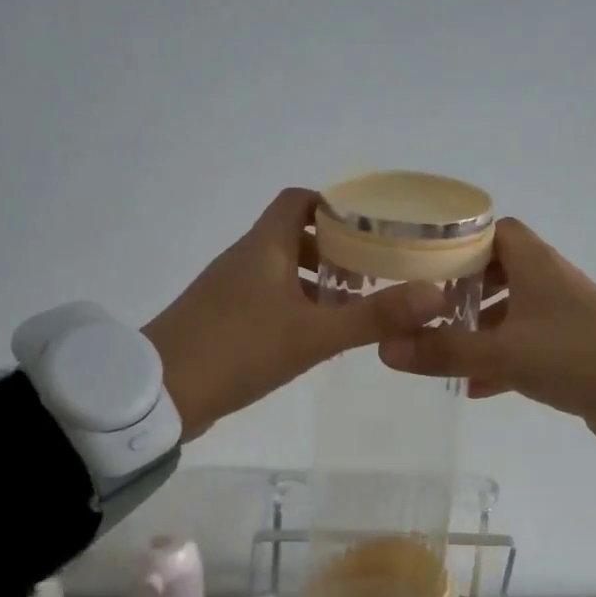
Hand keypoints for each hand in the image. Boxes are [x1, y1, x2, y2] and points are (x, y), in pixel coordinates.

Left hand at [143, 189, 444, 440]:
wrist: (159, 395)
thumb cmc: (238, 350)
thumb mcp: (314, 335)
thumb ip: (374, 316)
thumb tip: (436, 294)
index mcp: (264, 247)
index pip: (299, 201)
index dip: (336, 207)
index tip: (374, 227)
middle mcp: (245, 259)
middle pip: (294, 236)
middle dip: (336, 249)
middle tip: (376, 271)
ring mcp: (230, 290)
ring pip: (281, 270)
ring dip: (317, 281)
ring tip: (355, 305)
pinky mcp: (223, 320)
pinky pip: (268, 299)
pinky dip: (297, 306)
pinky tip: (318, 336)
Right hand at [378, 218, 595, 438]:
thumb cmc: (572, 355)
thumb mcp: (502, 353)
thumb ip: (444, 351)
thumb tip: (386, 349)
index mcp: (533, 262)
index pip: (490, 231)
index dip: (455, 244)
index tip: (421, 265)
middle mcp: (547, 278)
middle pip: (495, 272)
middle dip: (460, 292)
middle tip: (426, 313)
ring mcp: (561, 312)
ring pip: (509, 310)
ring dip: (478, 329)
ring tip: (443, 350)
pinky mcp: (570, 344)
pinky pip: (525, 342)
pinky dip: (500, 357)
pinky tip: (475, 386)